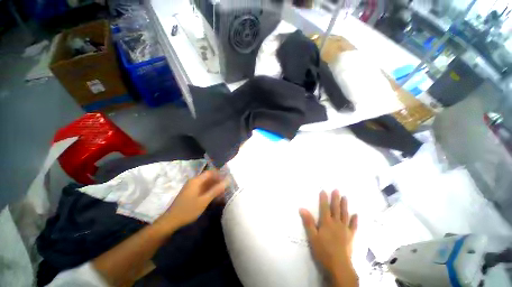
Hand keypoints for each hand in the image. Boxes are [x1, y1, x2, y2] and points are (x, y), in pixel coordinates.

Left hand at [155, 170, 226, 234]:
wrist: (171, 221)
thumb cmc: (188, 210)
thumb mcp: (204, 200)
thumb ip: (216, 190)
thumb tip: (227, 181)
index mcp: (196, 181)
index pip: (210, 173)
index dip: (219, 174)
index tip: (227, 179)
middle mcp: (194, 182)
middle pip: (208, 178)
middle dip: (218, 182)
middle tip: (227, 187)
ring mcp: (192, 188)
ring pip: (206, 184)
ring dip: (214, 187)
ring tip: (223, 193)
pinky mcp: (191, 193)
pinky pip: (203, 189)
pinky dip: (209, 192)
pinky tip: (215, 198)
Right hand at [299, 190, 357, 275]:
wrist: (339, 266)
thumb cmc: (323, 251)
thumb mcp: (312, 237)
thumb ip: (308, 222)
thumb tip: (302, 208)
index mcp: (326, 223)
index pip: (324, 208)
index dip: (324, 199)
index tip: (324, 190)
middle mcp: (336, 223)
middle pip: (336, 209)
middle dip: (335, 199)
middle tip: (337, 190)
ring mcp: (345, 230)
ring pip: (345, 215)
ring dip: (345, 205)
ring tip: (345, 197)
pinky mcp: (350, 236)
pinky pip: (353, 226)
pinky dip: (354, 220)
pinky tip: (356, 215)